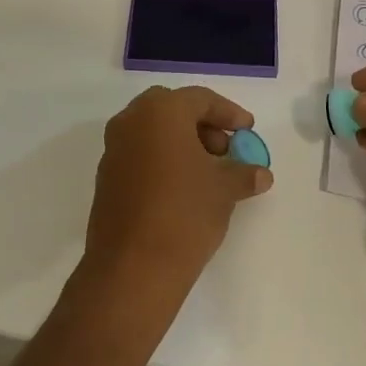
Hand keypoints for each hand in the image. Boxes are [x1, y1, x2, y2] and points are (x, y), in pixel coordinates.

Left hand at [84, 86, 272, 288]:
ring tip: (208, 173)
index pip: (199, 99)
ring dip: (181, 144)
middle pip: (171, 110)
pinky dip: (162, 161)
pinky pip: (139, 156)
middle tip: (225, 149)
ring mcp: (113, 150)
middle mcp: (130, 122)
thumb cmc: (185, 213)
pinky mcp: (106, 178)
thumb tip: (260, 174)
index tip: (248, 131)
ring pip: (152, 133)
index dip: (228, 114)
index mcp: (160, 112)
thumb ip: (244, 173)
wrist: (133, 266)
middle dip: (201, 125)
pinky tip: (183, 189)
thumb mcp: (224, 190)